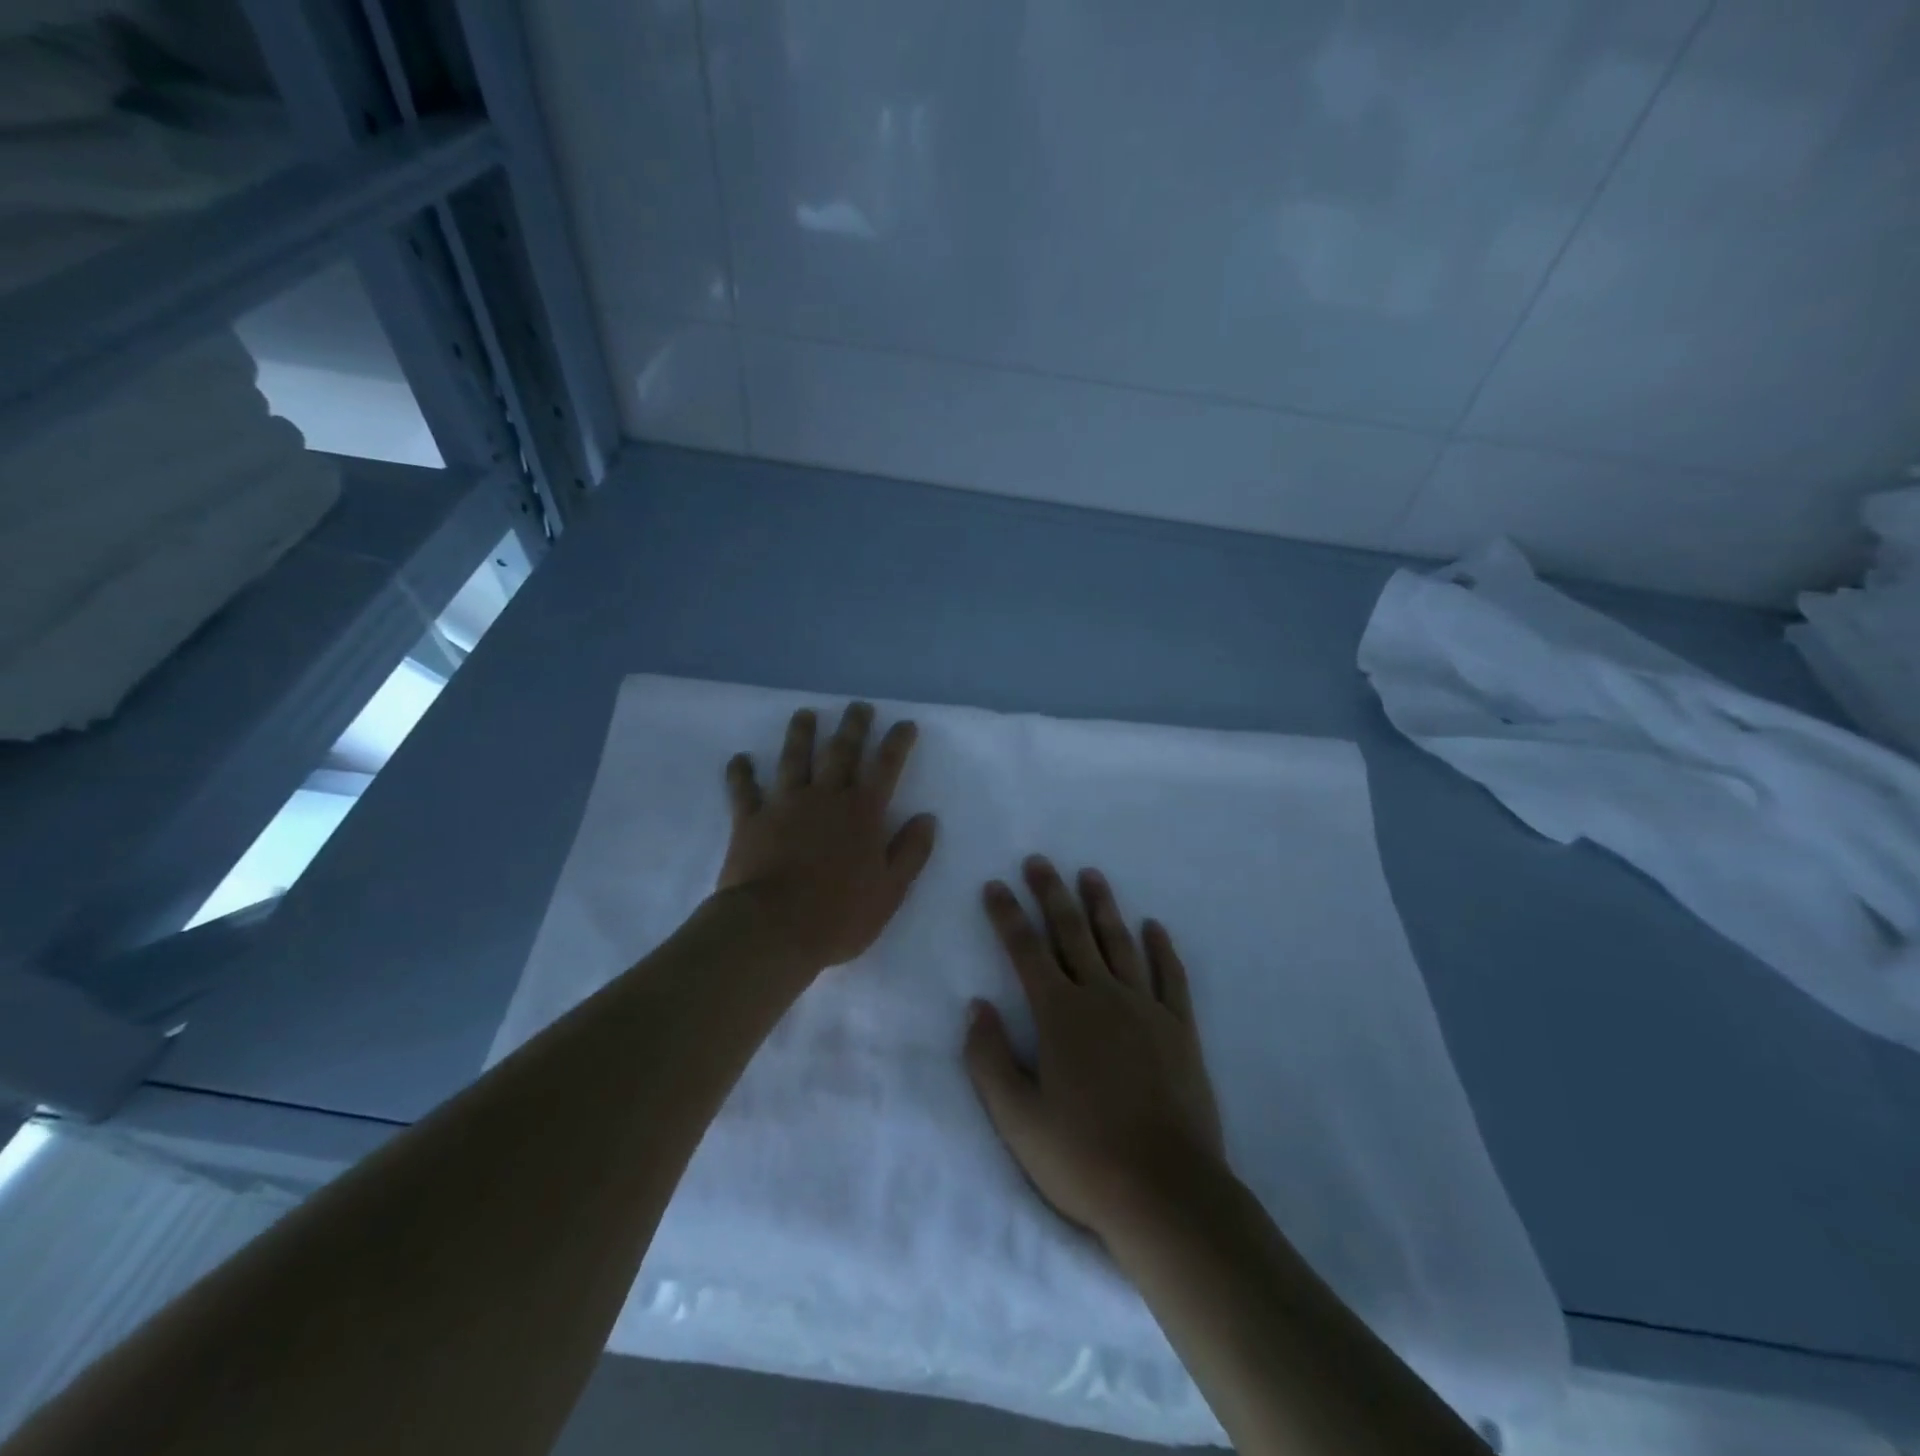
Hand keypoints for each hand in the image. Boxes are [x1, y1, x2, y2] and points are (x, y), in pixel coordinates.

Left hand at [718, 702, 937, 972]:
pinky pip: (744, 789)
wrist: (773, 929)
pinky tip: (739, 759)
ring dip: (801, 734)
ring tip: (805, 714)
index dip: (897, 742)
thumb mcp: (890, 891)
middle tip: (858, 707)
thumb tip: (927, 818)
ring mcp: (785, 804)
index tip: (905, 724)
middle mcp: (825, 797)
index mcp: (863, 812)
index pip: (886, 766)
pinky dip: (741, 773)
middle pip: (841, 751)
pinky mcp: (750, 820)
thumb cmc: (839, 915)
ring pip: (794, 758)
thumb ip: (910, 852)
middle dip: (853, 726)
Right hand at [964, 856, 1224, 1242]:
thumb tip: (977, 1006)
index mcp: (1059, 1015)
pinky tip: (1154, 926)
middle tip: (1039, 861)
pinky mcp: (1180, 1029)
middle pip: (1072, 932)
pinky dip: (1162, 948)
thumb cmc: (1083, 1159)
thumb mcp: (1017, 1119)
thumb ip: (990, 1058)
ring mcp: (1145, 1009)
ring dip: (1102, 906)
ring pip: (1120, 943)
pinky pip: (1170, 976)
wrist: (1167, 1193)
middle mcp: (1102, 997)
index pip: (1026, 949)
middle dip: (1051, 893)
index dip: (1007, 915)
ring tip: (1090, 875)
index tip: (995, 885)